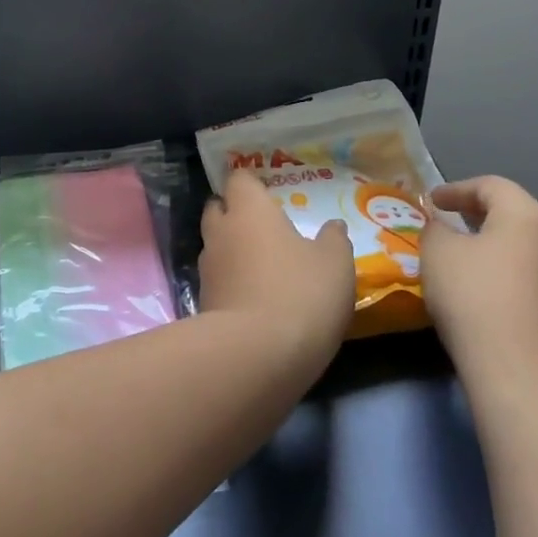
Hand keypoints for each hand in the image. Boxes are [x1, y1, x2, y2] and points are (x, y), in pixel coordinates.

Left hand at [199, 170, 353, 369]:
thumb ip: (334, 239)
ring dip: (232, 250)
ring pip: (215, 246)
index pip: (238, 179)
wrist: (254, 356)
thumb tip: (333, 226)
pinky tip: (253, 298)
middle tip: (263, 226)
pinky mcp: (203, 304)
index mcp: (249, 209)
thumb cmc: (299, 293)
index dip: (250, 183)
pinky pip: (217, 281)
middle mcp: (221, 231)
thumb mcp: (334, 264)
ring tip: (260, 265)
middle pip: (218, 209)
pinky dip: (231, 283)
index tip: (266, 191)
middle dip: (234, 213)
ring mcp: (207, 269)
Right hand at [421, 176, 537, 401]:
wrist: (527, 380)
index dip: (457, 189)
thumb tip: (444, 227)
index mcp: (528, 214)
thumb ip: (436, 229)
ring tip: (469, 258)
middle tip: (451, 222)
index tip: (432, 201)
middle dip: (481, 215)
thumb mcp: (438, 253)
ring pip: (530, 247)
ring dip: (499, 246)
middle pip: (517, 213)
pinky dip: (513, 273)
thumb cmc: (476, 299)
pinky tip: (491, 292)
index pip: (491, 186)